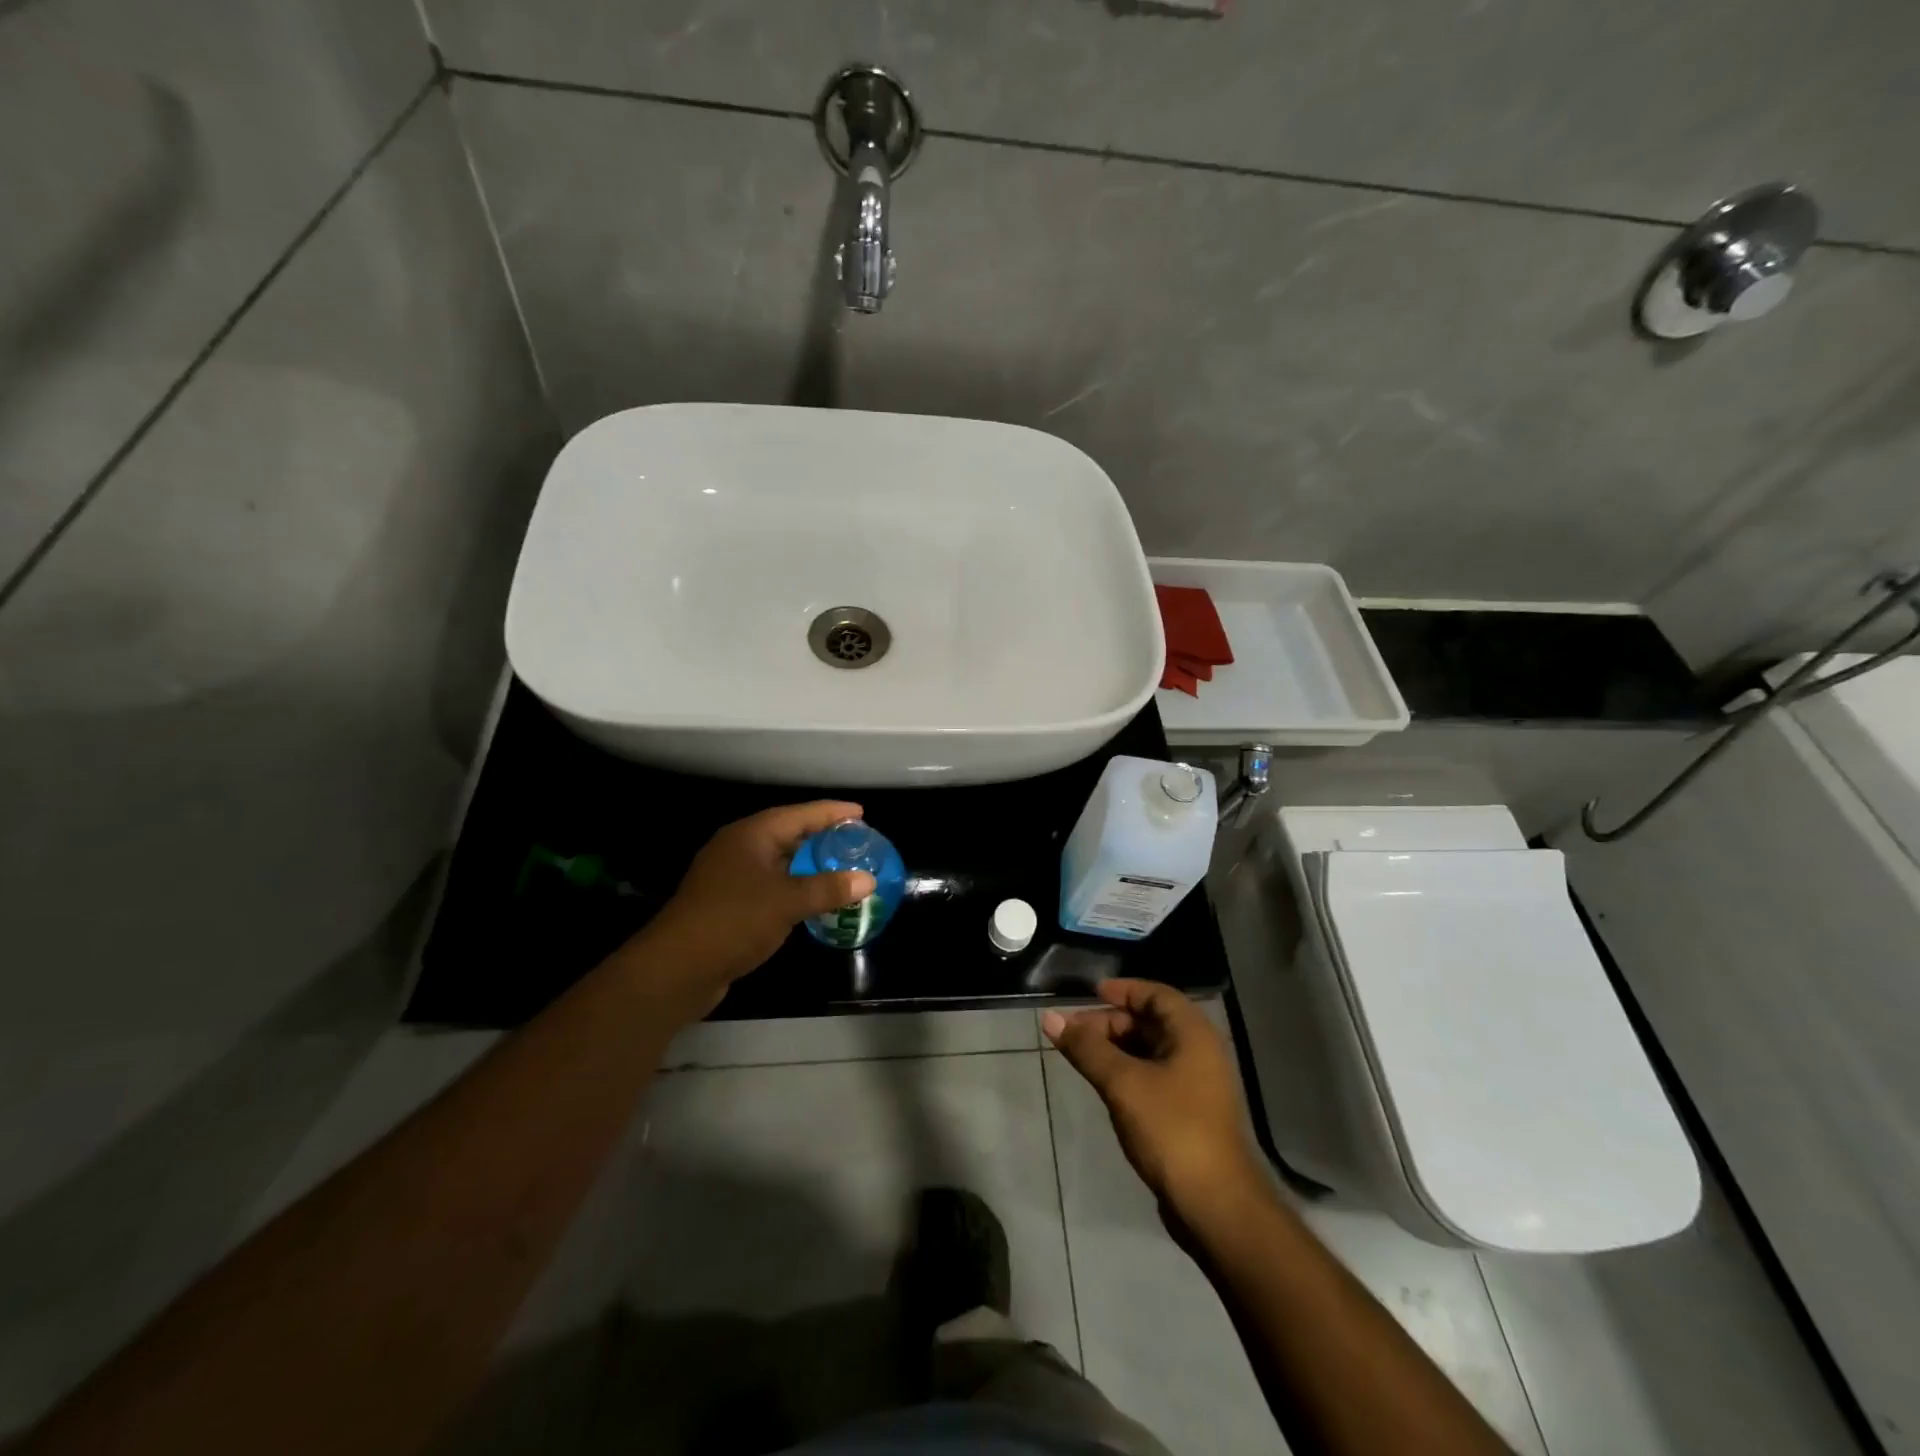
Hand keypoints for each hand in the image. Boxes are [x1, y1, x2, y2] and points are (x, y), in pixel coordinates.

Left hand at [625, 802, 876, 1019]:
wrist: (677, 969)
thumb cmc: (733, 921)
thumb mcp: (787, 902)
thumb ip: (828, 888)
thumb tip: (868, 880)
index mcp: (750, 835)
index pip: (798, 815)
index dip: (831, 812)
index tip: (861, 813)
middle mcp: (739, 849)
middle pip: (787, 834)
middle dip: (821, 836)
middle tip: (856, 841)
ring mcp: (730, 876)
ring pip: (778, 862)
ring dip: (808, 864)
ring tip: (841, 866)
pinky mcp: (728, 903)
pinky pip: (770, 885)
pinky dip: (794, 887)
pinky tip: (812, 899)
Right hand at [1043, 980, 1260, 1212]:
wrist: (1215, 1205)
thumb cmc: (1171, 1129)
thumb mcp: (1123, 1083)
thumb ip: (1086, 1048)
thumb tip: (1050, 1018)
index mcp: (1193, 1034)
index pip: (1156, 994)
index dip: (1123, 990)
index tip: (1090, 994)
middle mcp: (1199, 1052)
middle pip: (1151, 1022)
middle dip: (1111, 1023)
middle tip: (1073, 1033)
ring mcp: (1197, 1085)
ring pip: (1150, 1051)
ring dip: (1116, 1049)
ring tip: (1080, 1057)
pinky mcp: (1189, 1113)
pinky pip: (1154, 1076)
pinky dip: (1128, 1072)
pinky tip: (1104, 1085)